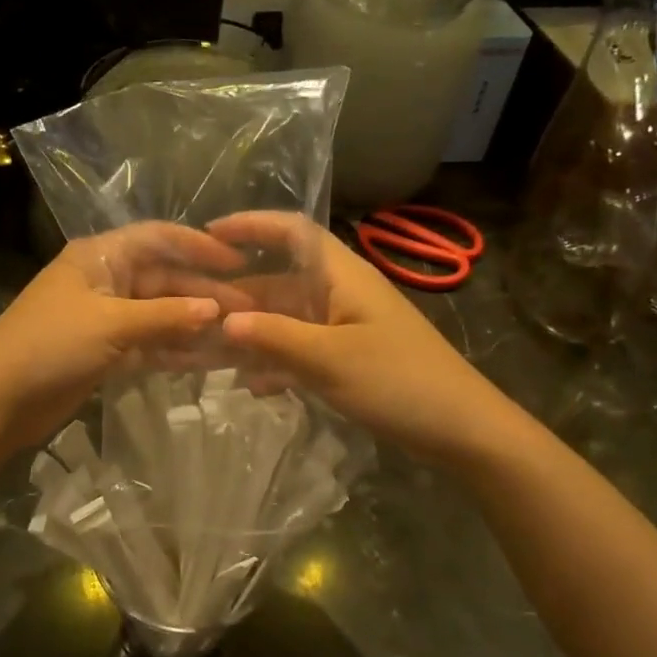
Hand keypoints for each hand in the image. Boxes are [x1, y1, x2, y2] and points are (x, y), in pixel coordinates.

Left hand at [0, 222, 240, 455]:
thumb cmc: (49, 345)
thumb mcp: (111, 324)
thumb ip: (166, 316)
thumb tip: (218, 310)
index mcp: (101, 256)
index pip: (159, 238)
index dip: (200, 247)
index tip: (240, 262)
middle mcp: (107, 280)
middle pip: (165, 279)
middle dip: (205, 294)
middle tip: (250, 311)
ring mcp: (107, 318)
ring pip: (162, 314)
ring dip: (196, 325)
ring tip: (240, 337)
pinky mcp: (107, 351)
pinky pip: (151, 343)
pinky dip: (177, 350)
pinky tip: (211, 360)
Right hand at [210, 214, 491, 461]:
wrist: (463, 431)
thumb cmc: (399, 382)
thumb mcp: (329, 359)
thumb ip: (274, 336)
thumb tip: (222, 319)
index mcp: (342, 276)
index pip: (293, 231)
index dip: (251, 225)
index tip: (208, 235)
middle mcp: (340, 293)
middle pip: (281, 280)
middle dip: (239, 295)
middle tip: (194, 312)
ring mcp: (346, 327)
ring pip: (287, 319)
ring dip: (253, 333)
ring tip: (210, 352)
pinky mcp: (350, 357)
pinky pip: (302, 349)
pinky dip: (277, 362)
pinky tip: (253, 387)